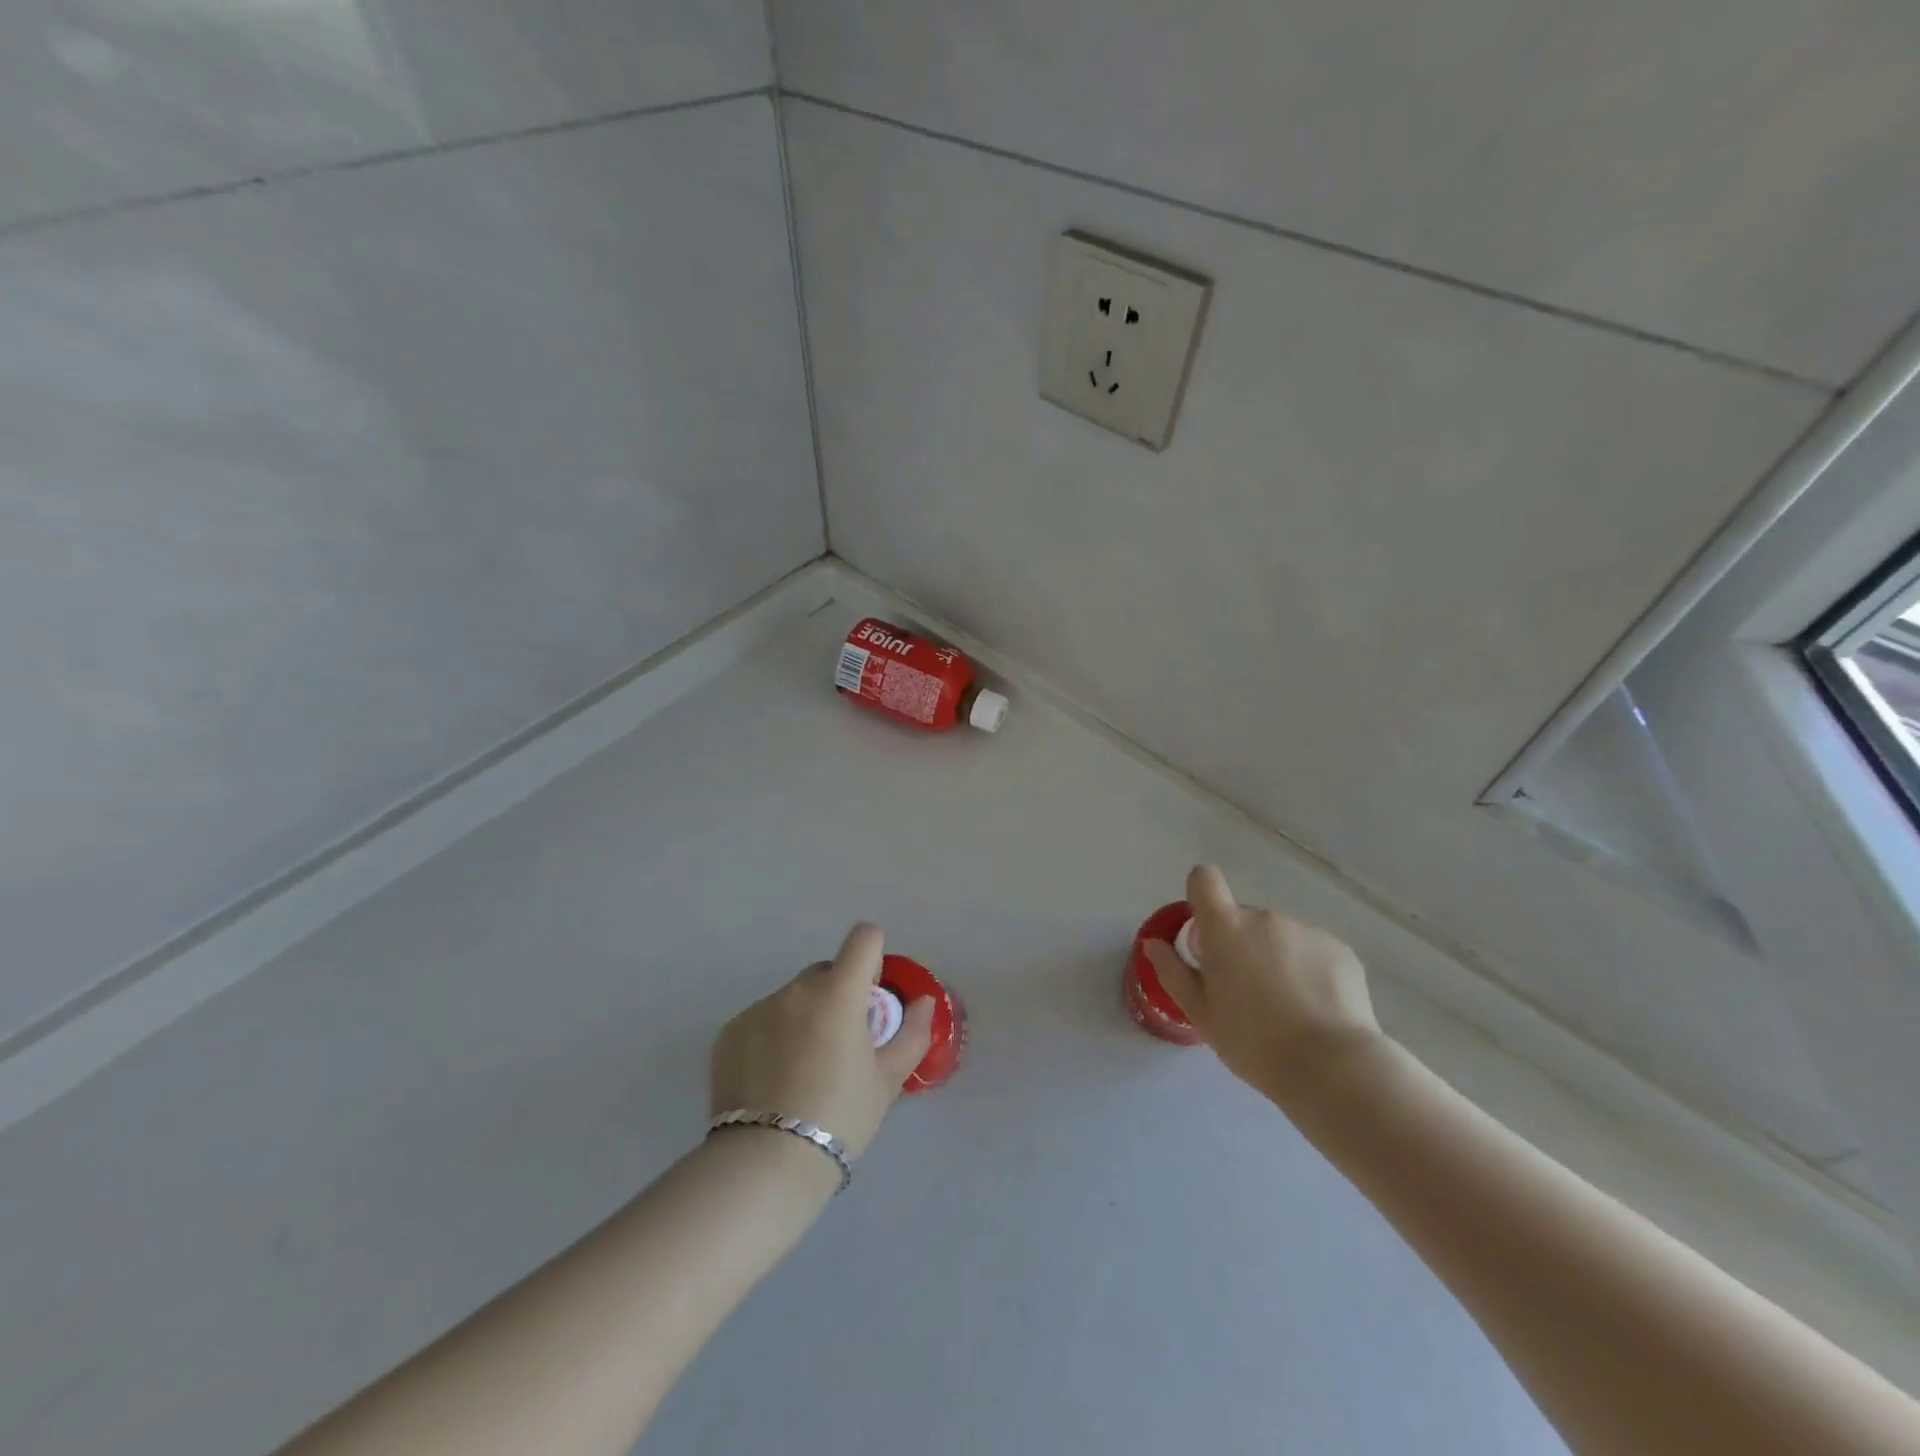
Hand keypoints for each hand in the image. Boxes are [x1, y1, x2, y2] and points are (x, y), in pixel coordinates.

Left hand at [709, 923, 934, 1158]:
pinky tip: (771, 1081)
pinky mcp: (728, 1032)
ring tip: (801, 1072)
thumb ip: (912, 1033)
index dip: (872, 960)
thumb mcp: (887, 1080)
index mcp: (838, 992)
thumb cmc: (839, 1117)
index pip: (863, 938)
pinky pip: (761, 1020)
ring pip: (792, 998)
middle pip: (826, 972)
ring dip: (803, 1017)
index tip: (870, 998)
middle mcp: (795, 989)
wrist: (765, 1164)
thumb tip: (924, 1002)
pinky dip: (771, 1037)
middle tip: (840, 1046)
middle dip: (837, 995)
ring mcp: (757, 1008)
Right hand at [1143, 864, 1381, 1099]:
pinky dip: (1309, 971)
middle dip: (1242, 945)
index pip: (1204, 879)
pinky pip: (1313, 951)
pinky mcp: (1340, 950)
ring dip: (1277, 959)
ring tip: (1287, 1008)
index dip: (1201, 896)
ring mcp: (1306, 931)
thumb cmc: (1253, 1042)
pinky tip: (1316, 1009)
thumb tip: (1153, 944)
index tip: (1205, 933)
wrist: (1331, 1068)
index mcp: (1225, 928)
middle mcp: (1265, 918)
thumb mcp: (1201, 1014)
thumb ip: (1173, 972)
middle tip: (1247, 993)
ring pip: (1280, 937)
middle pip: (1244, 919)